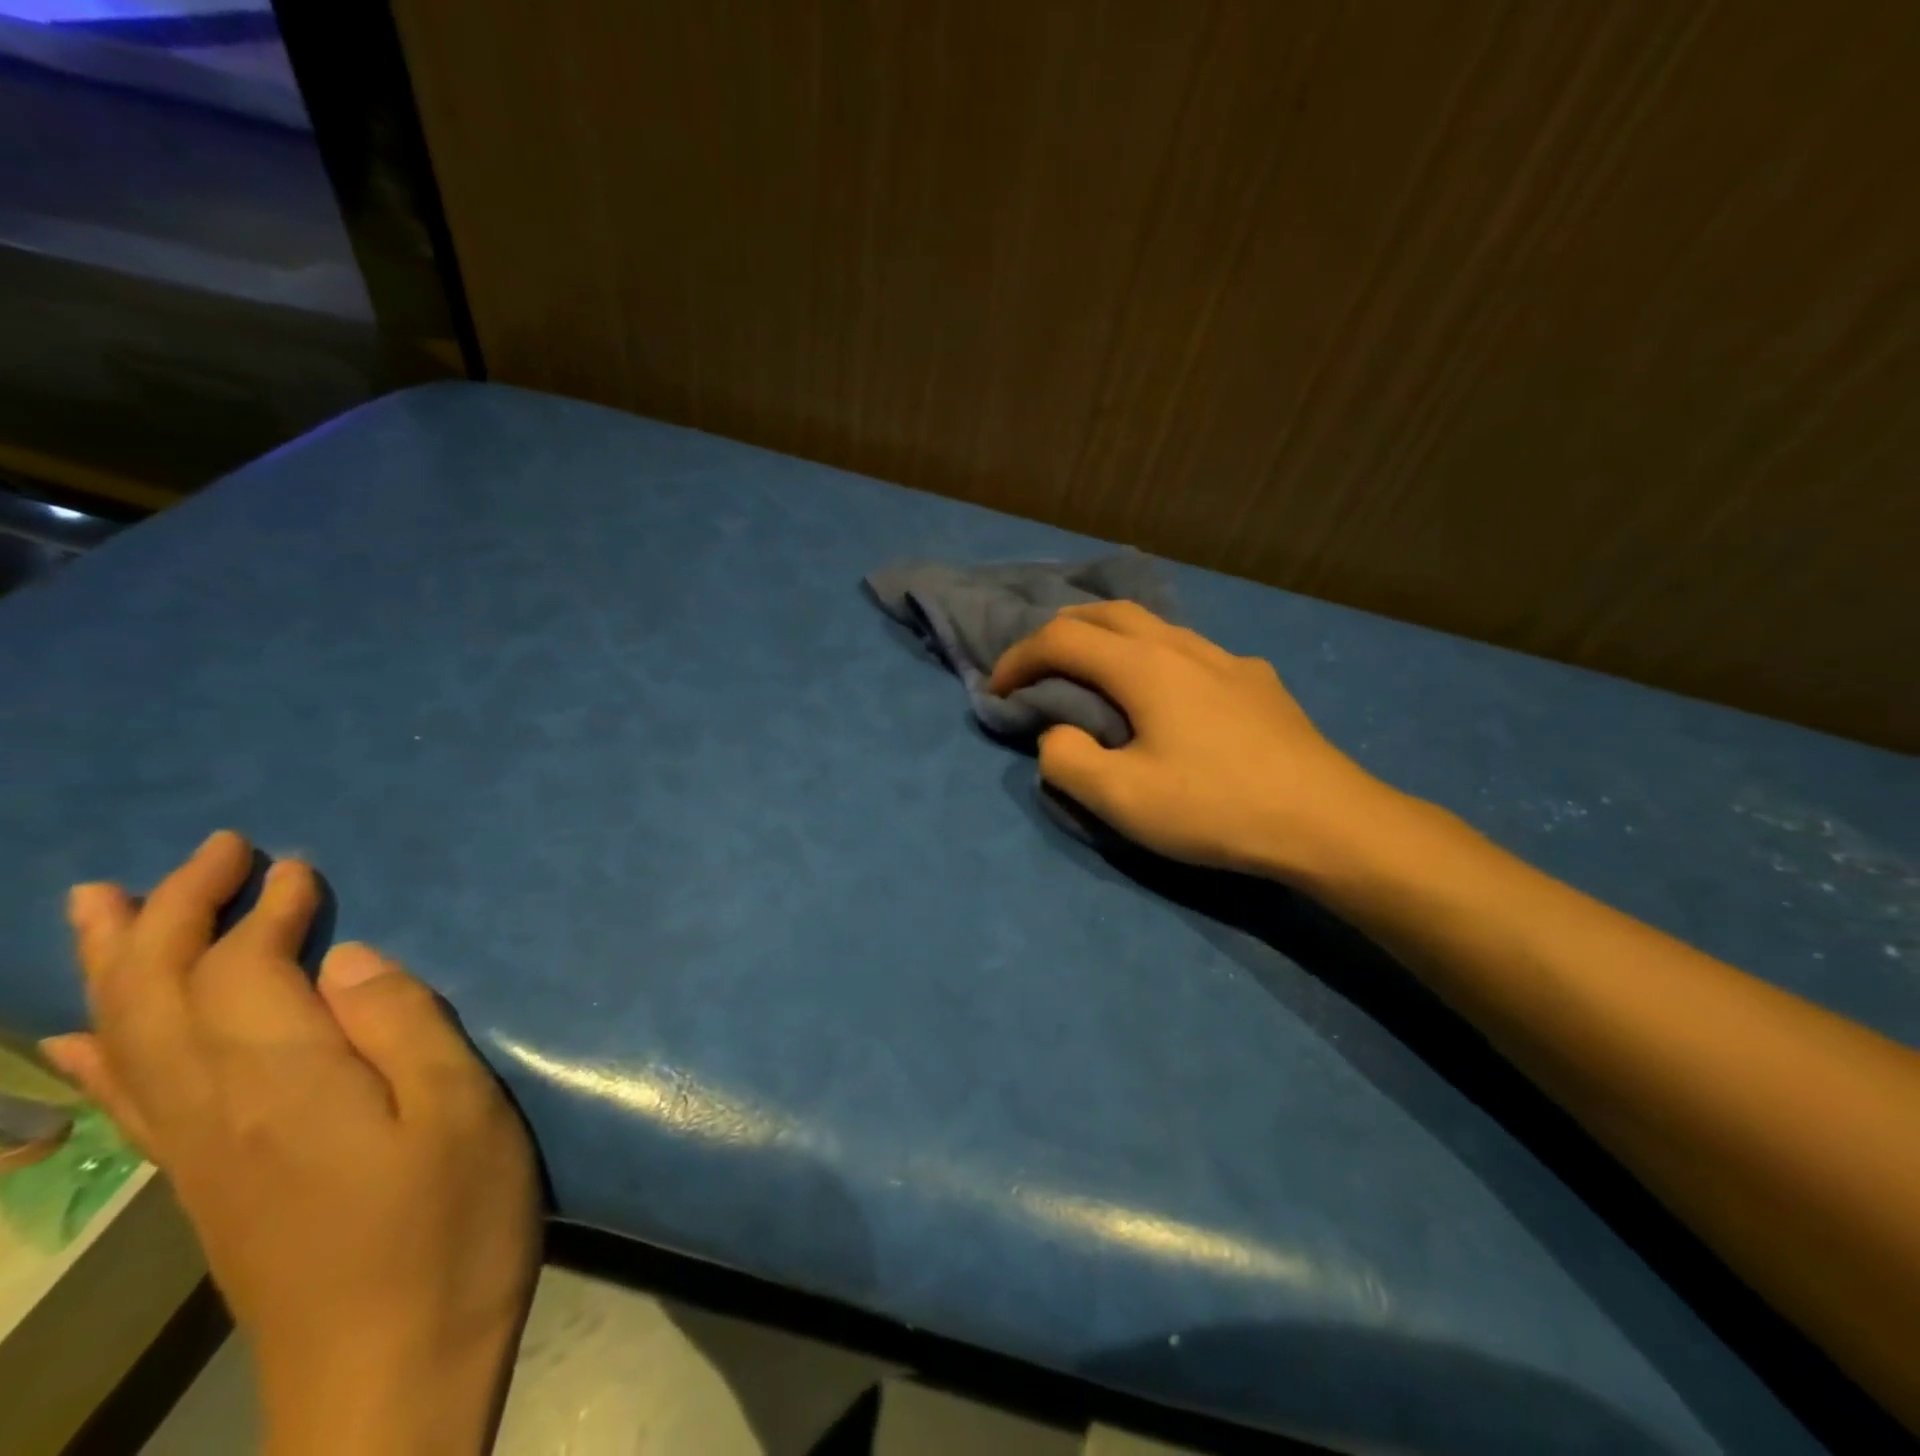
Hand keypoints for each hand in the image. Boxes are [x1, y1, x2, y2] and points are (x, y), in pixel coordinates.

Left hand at [41, 831, 539, 1455]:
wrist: (392, 1373)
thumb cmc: (451, 1227)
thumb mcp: (460, 1113)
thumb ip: (405, 1026)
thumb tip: (352, 958)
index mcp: (286, 1085)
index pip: (243, 972)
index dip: (264, 911)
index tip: (298, 866)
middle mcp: (218, 1112)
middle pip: (159, 996)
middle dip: (172, 914)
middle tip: (210, 850)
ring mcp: (202, 1157)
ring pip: (125, 1043)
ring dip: (114, 965)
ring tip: (99, 903)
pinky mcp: (210, 1188)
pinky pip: (129, 1104)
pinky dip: (95, 1056)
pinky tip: (73, 1042)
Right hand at [989, 602, 1398, 879]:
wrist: (1327, 822)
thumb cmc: (1216, 808)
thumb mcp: (1121, 798)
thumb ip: (1067, 760)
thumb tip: (1058, 734)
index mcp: (1144, 667)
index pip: (1061, 639)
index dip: (1018, 658)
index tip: (997, 689)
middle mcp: (1183, 647)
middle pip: (1107, 614)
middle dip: (1059, 633)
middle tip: (1036, 666)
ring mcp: (1227, 660)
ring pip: (1153, 626)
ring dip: (1108, 639)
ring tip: (1094, 672)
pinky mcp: (1257, 682)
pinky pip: (1189, 651)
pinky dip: (1153, 657)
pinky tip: (1168, 694)